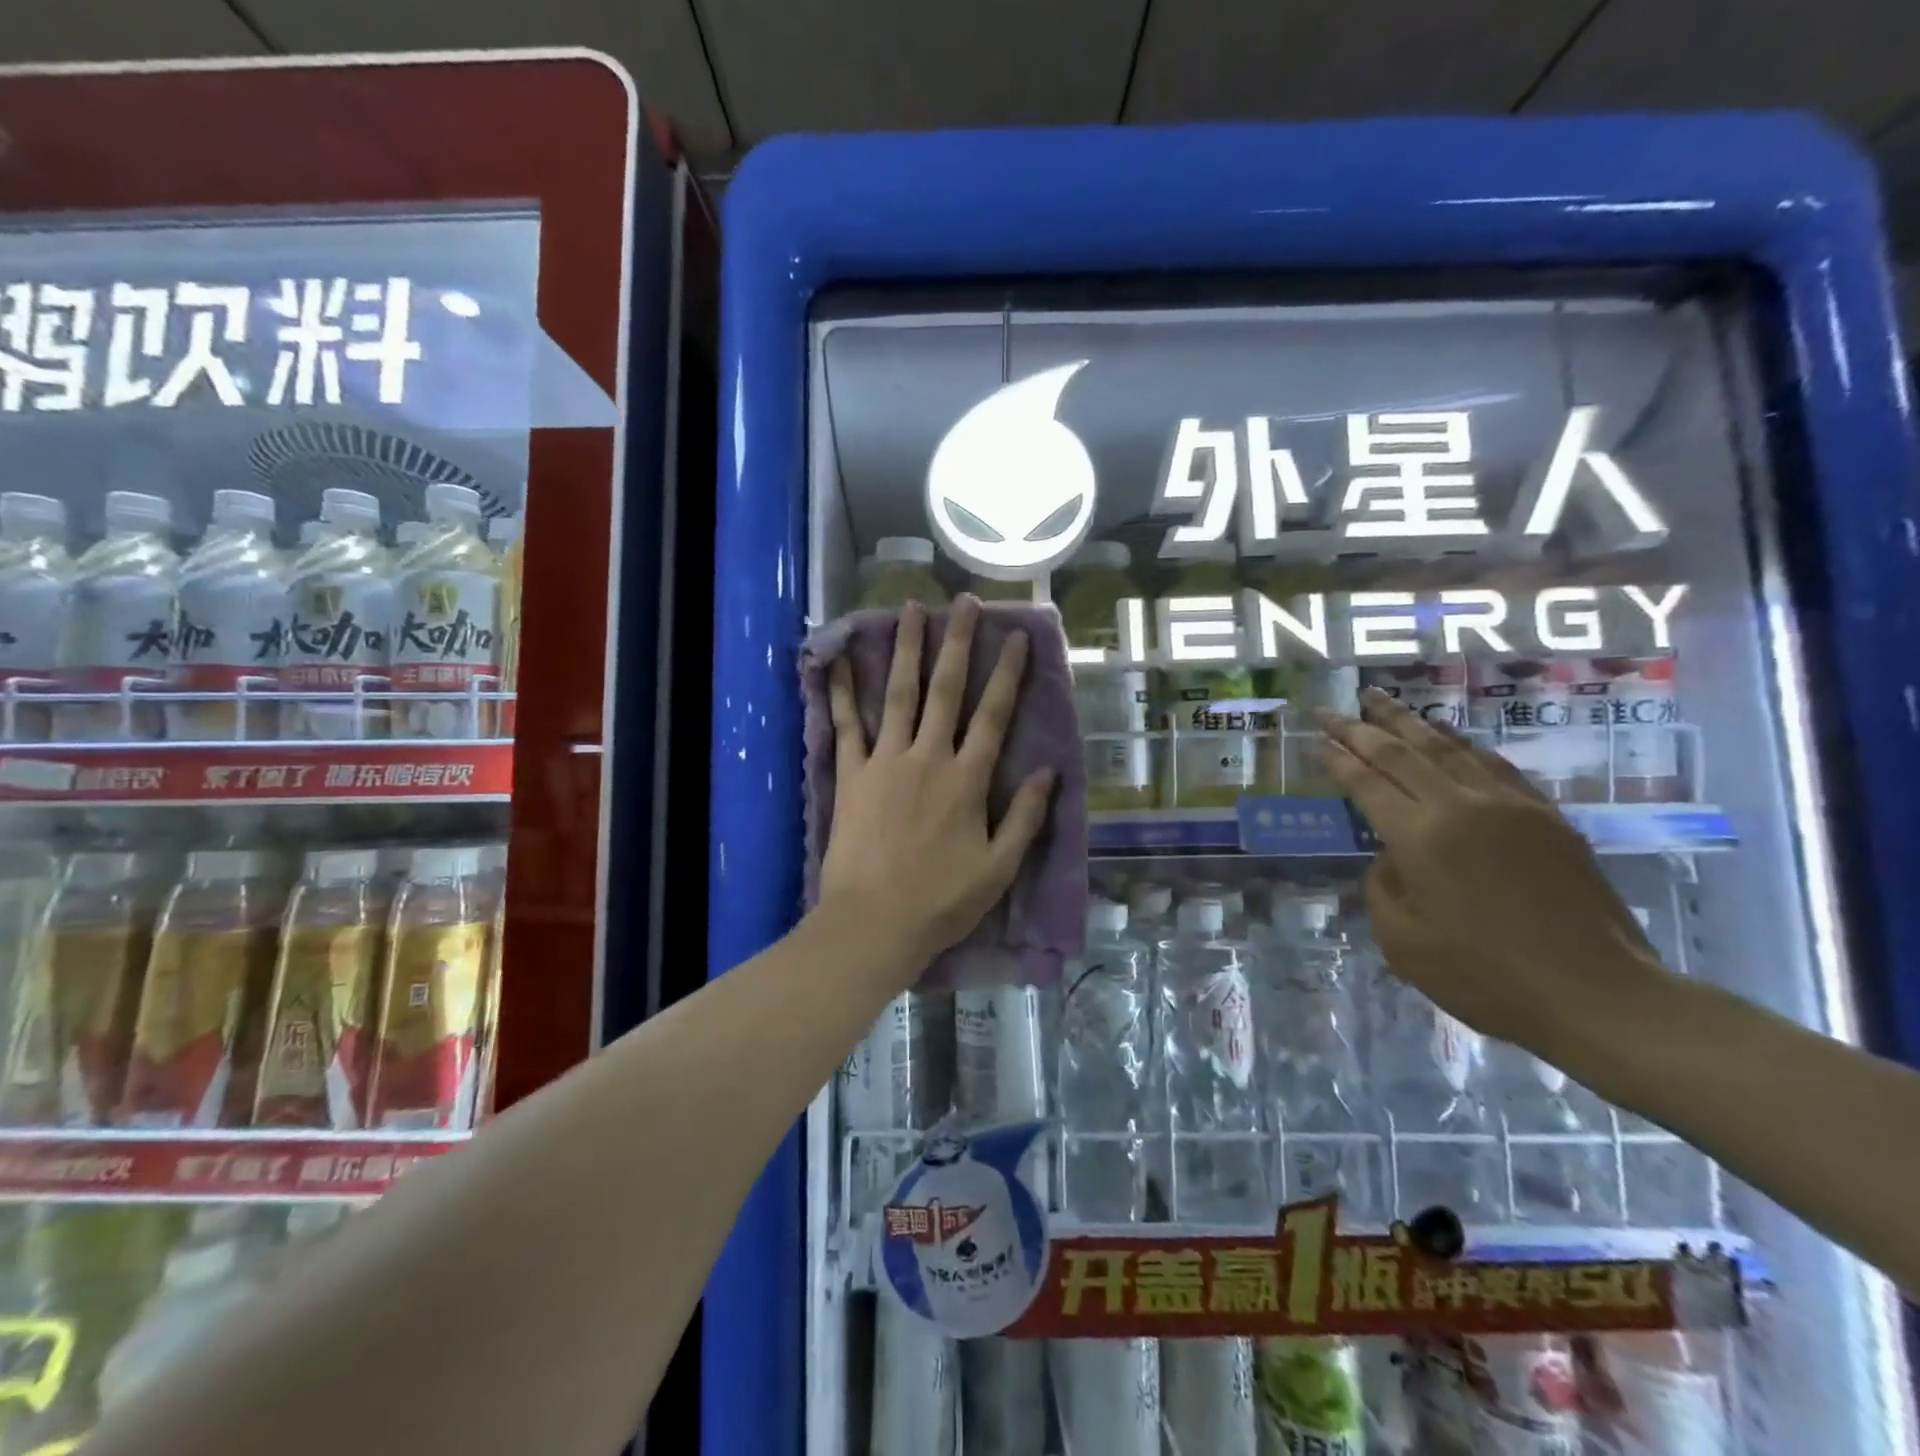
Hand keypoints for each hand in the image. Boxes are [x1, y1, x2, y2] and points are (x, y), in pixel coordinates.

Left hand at [818, 596, 1055, 981]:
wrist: (874, 923)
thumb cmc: (942, 901)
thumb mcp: (999, 868)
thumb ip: (1026, 817)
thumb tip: (1050, 772)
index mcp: (968, 779)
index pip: (994, 715)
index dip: (1007, 673)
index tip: (1016, 637)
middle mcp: (929, 757)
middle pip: (946, 690)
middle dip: (958, 643)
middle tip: (964, 603)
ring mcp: (886, 761)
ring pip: (899, 694)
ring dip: (906, 649)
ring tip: (909, 610)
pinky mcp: (852, 775)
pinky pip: (847, 725)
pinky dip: (842, 691)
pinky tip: (838, 660)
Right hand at [1315, 686, 1671, 1049]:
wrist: (1598, 995)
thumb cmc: (1486, 977)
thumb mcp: (1403, 943)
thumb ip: (1382, 888)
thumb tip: (1390, 857)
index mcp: (1420, 837)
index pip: (1366, 783)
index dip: (1336, 759)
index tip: (1313, 739)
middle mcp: (1461, 806)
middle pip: (1400, 753)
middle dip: (1359, 728)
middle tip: (1329, 709)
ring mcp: (1509, 805)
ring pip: (1448, 747)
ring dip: (1408, 721)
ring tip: (1380, 700)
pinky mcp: (1546, 816)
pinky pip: (1493, 764)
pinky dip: (1462, 743)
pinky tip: (1448, 735)